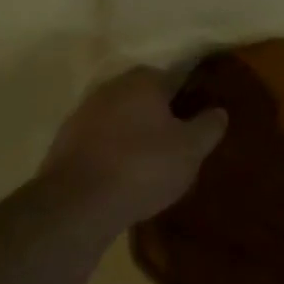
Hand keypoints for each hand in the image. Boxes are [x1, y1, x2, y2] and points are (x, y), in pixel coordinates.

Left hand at [41, 65, 226, 225]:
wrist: (76, 205)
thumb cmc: (143, 167)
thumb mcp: (191, 149)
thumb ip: (209, 126)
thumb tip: (219, 111)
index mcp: (143, 81)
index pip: (176, 78)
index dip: (191, 98)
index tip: (201, 120)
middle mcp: (111, 88)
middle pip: (146, 97)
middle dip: (162, 115)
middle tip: (180, 143)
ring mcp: (83, 114)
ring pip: (122, 118)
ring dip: (136, 134)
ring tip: (153, 163)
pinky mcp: (65, 142)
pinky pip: (101, 140)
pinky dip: (114, 152)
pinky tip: (125, 176)